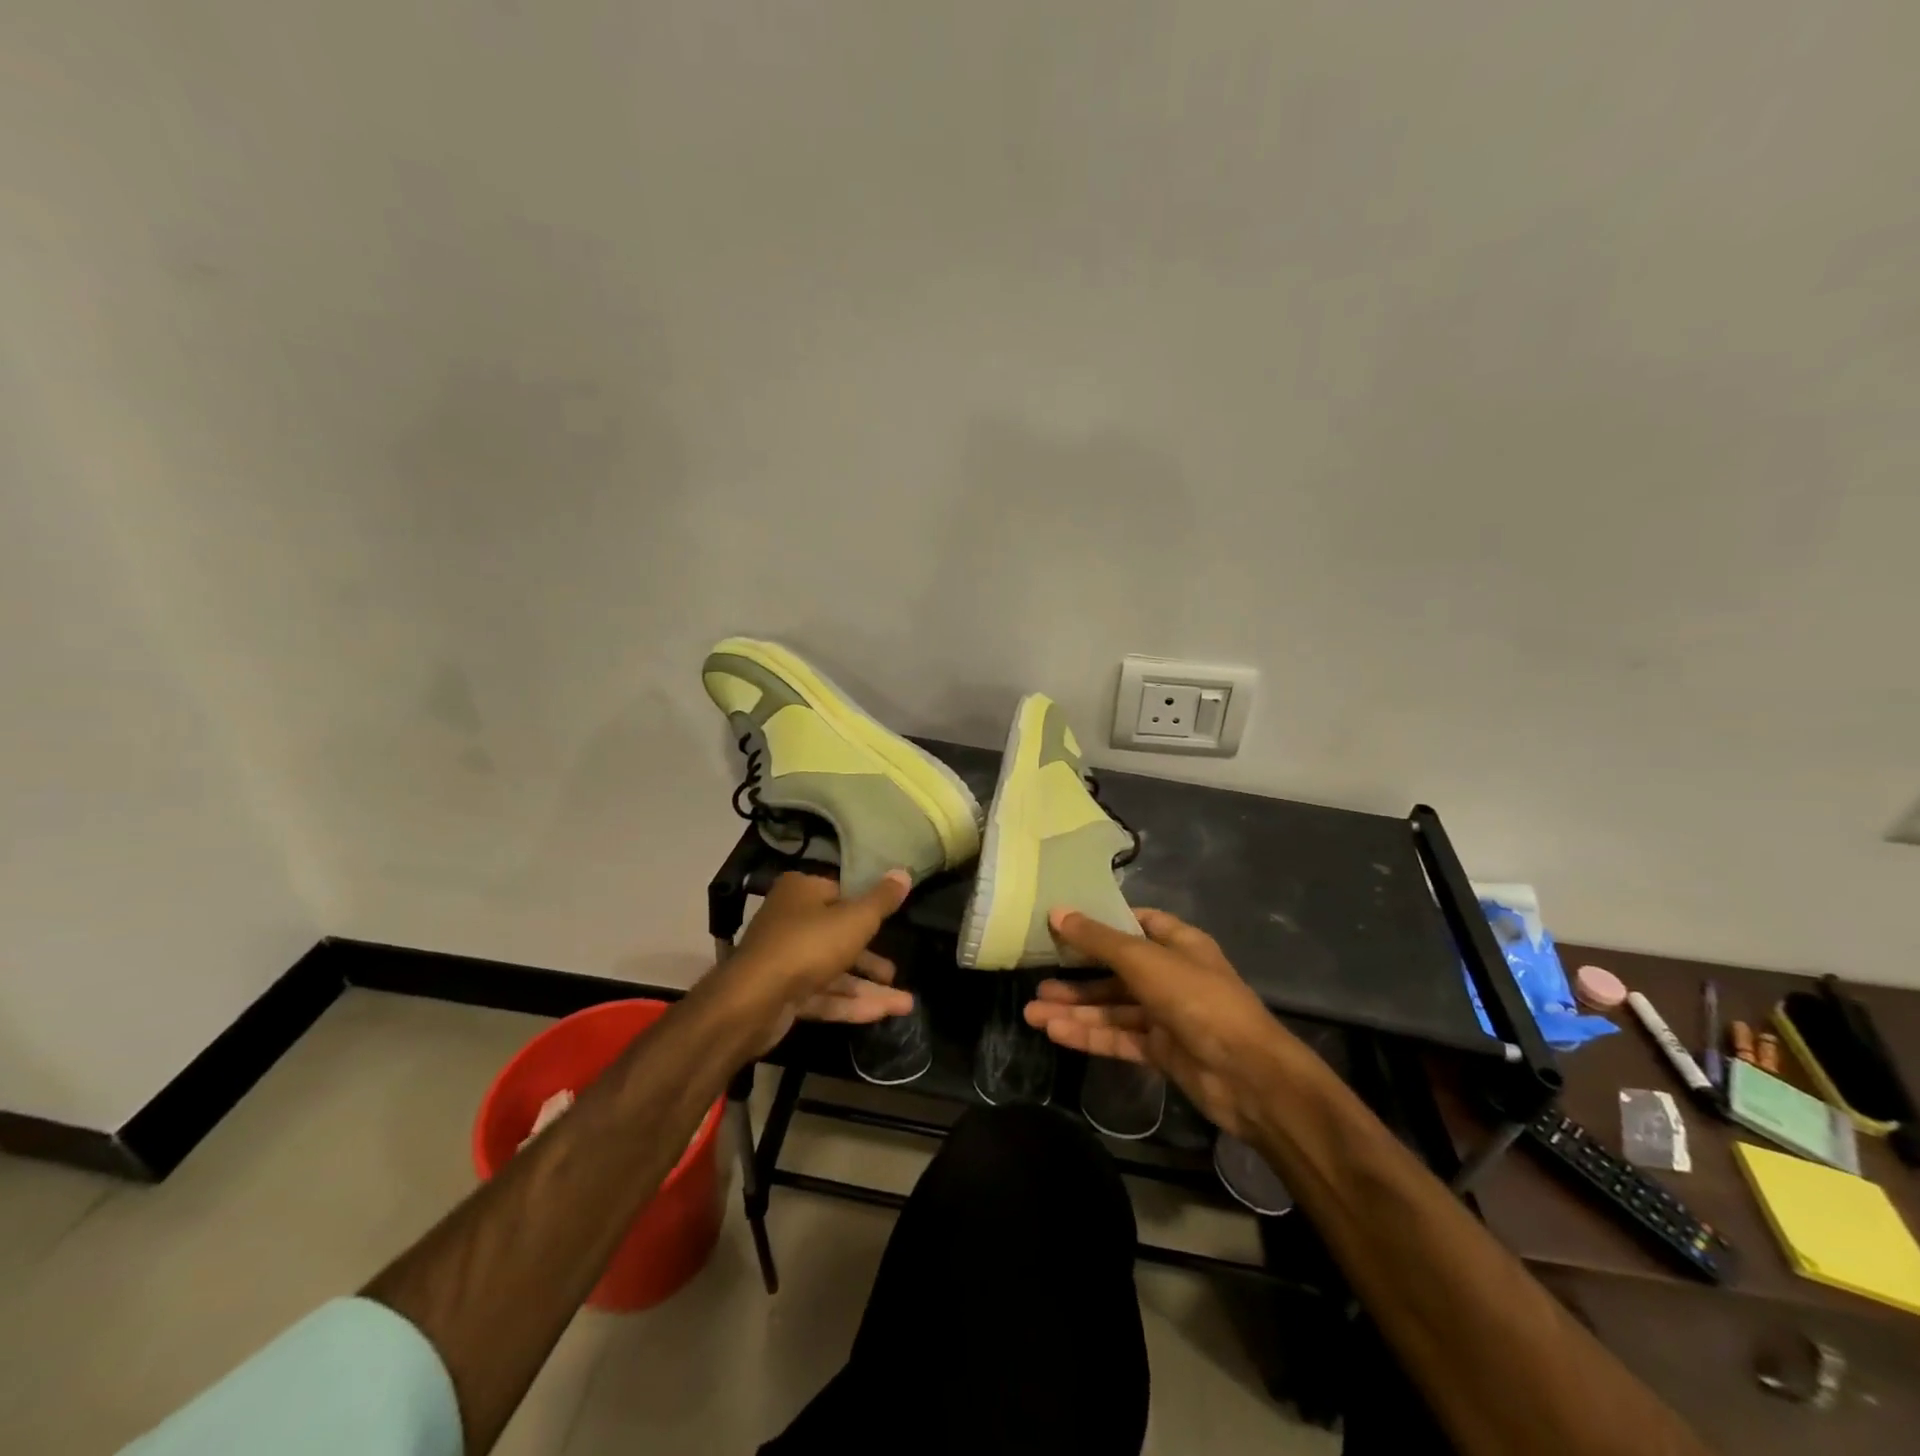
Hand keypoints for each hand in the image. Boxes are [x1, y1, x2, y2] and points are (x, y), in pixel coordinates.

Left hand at [719, 870, 914, 1054]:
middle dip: (871, 958)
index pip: (840, 893)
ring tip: (905, 1004)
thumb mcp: (856, 919)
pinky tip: (882, 1014)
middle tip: (896, 971)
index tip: (891, 921)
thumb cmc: (808, 945)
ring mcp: (785, 960)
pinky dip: (850, 1004)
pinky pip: (823, 995)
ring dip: (868, 988)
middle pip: (838, 936)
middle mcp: (790, 920)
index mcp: (802, 891)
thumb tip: (904, 871)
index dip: (866, 907)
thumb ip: (882, 900)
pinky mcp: (783, 994)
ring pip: (833, 971)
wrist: (753, 1001)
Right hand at [1023, 907, 1305, 1139]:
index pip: (1137, 923)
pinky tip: (1056, 1033)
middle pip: (1117, 970)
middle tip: (1037, 978)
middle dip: (1077, 976)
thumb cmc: (1197, 999)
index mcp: (1179, 944)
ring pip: (1113, 1008)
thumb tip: (1057, 912)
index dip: (1103, 922)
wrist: (1248, 1076)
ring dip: (1075, 1010)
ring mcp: (1166, 1016)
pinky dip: (1089, 1035)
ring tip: (1032, 1014)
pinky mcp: (1161, 1051)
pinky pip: (1118, 1038)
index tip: (1065, 923)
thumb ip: (1098, 940)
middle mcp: (1172, 976)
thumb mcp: (1143, 961)